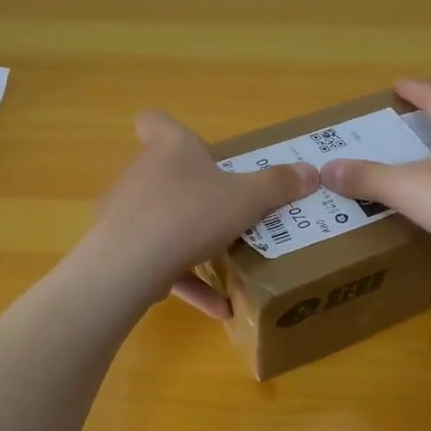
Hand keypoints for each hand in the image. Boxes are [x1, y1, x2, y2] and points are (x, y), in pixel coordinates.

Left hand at [84, 110, 318, 317]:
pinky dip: (185, 279)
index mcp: (170, 148)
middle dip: (194, 193)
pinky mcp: (118, 249)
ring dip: (191, 241)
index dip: (171, 130)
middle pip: (165, 173)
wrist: (129, 264)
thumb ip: (278, 186)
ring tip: (226, 264)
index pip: (156, 122)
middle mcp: (142, 173)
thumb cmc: (191, 214)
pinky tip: (218, 308)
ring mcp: (124, 212)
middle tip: (227, 210)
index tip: (197, 149)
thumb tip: (312, 171)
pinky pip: (157, 261)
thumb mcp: (246, 200)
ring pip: (161, 220)